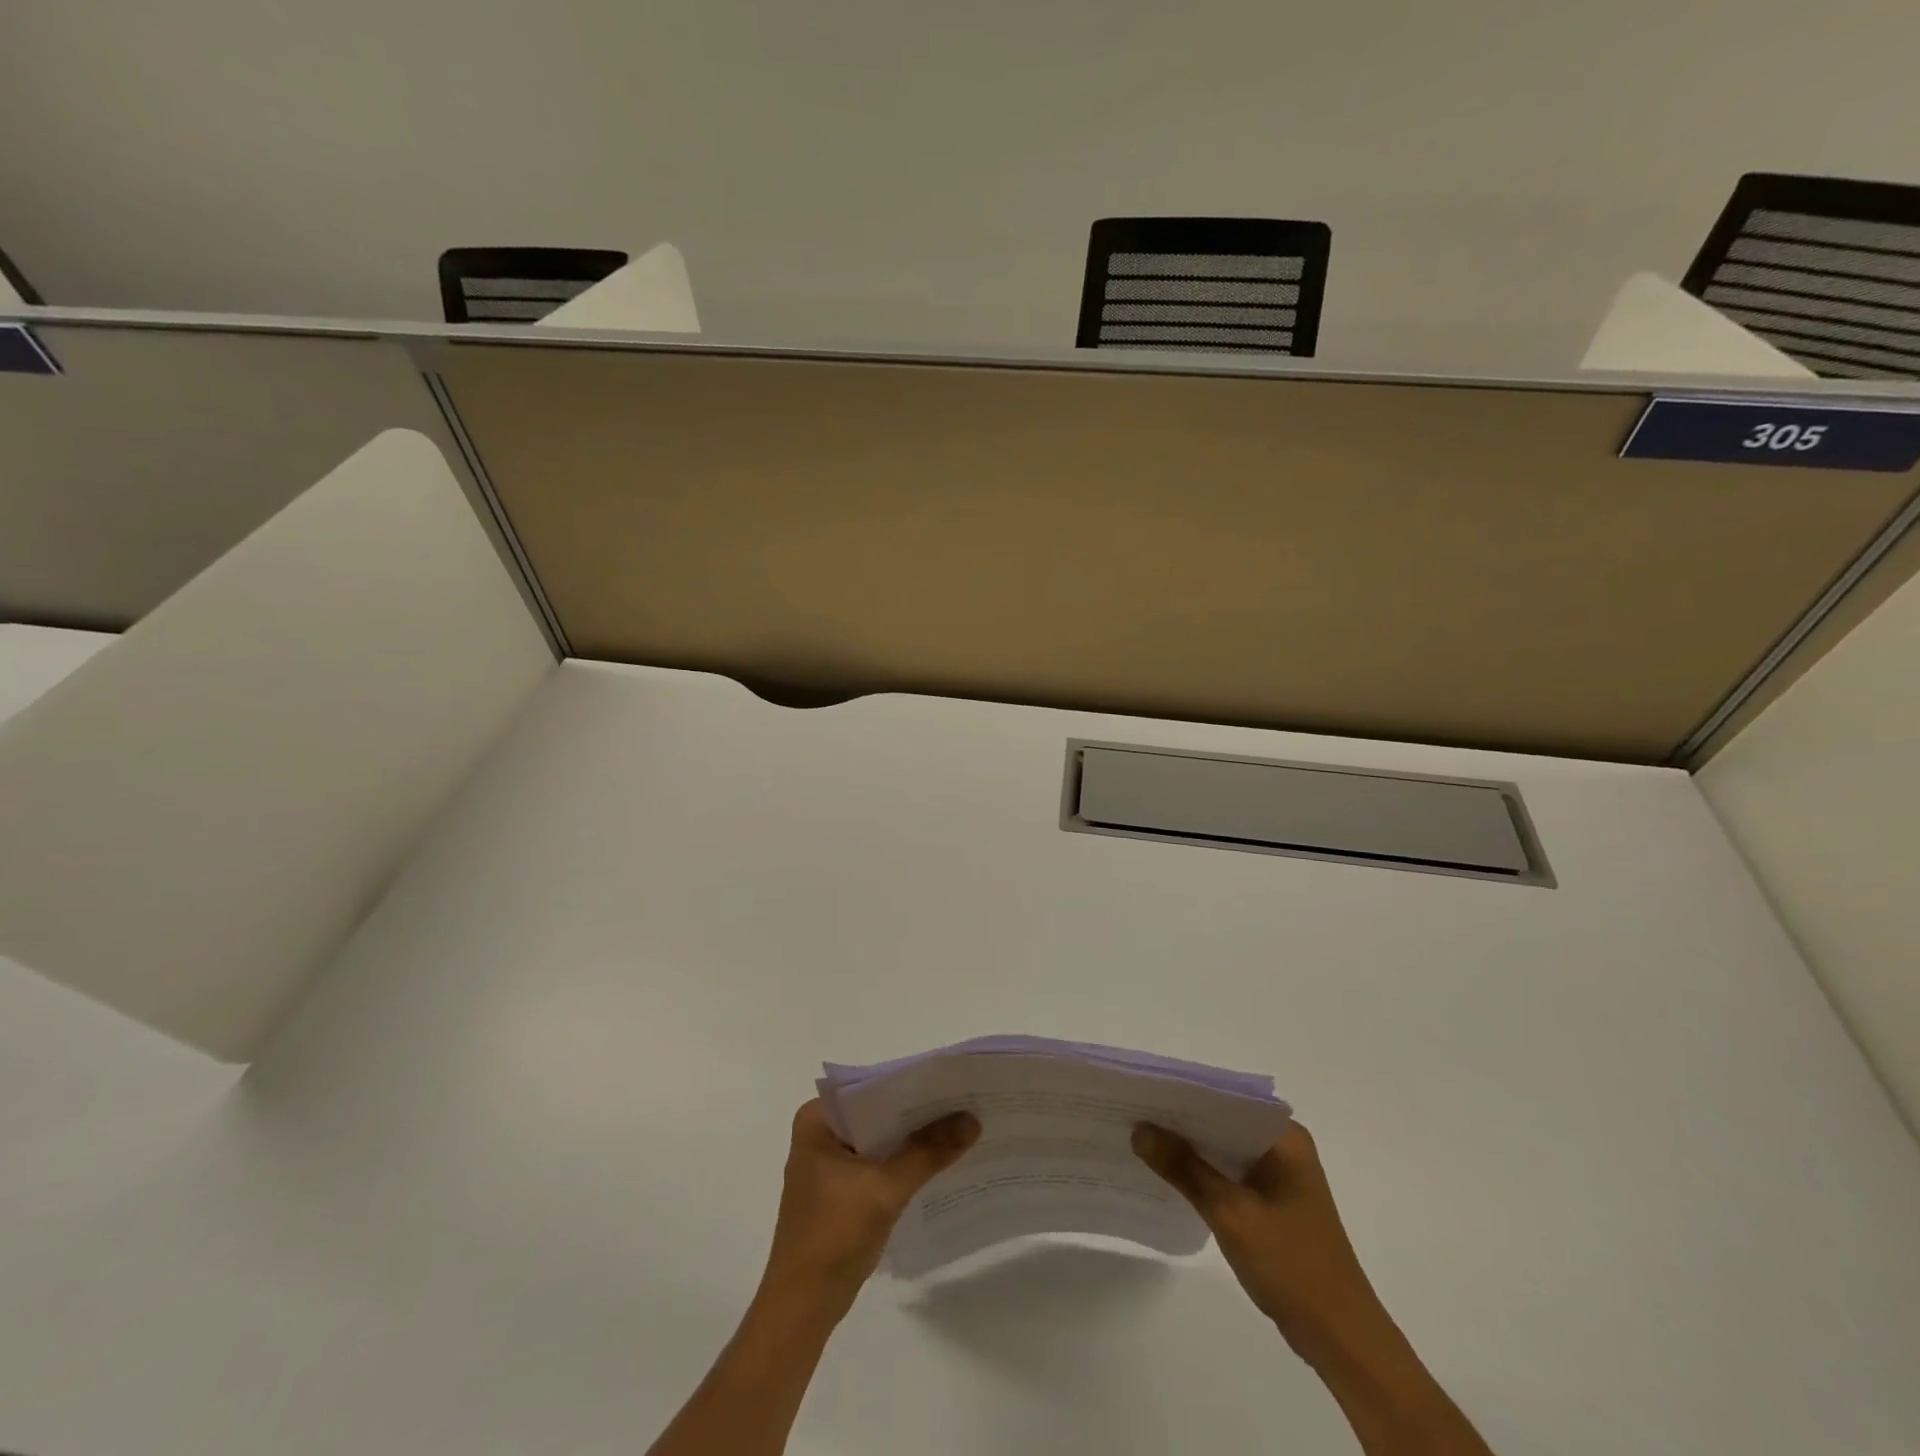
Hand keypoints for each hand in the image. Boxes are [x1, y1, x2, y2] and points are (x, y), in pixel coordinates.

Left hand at [761, 1099, 979, 1317]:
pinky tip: (937, 1163)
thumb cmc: (833, 1236)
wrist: (802, 1309)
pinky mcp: (840, 1192)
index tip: (949, 1078)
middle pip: (877, 1112)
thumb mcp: (885, 1188)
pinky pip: (878, 1163)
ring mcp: (829, 1165)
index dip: (910, 1082)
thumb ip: (927, 1151)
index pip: (871, 1087)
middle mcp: (820, 1134)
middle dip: (916, 1112)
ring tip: (959, 1126)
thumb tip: (971, 1119)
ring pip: (880, 1139)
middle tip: (963, 1100)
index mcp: (817, 1120)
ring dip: (912, 1139)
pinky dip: (903, 1163)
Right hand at [1133, 1119, 1383, 1353]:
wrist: (1341, 1339)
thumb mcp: (1230, 1213)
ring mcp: (1280, 1175)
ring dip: (1189, 1148)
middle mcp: (1284, 1146)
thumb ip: (1184, 1168)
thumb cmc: (1291, 1266)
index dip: (1182, 1094)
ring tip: (1140, 1138)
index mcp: (1284, 1137)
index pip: (1225, 1099)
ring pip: (1224, 1148)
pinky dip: (1203, 1173)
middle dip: (1181, 1121)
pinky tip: (1169, 1175)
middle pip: (1222, 1122)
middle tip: (1131, 1113)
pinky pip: (1230, 1173)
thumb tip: (1139, 1129)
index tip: (1142, 1092)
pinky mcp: (1272, 1201)